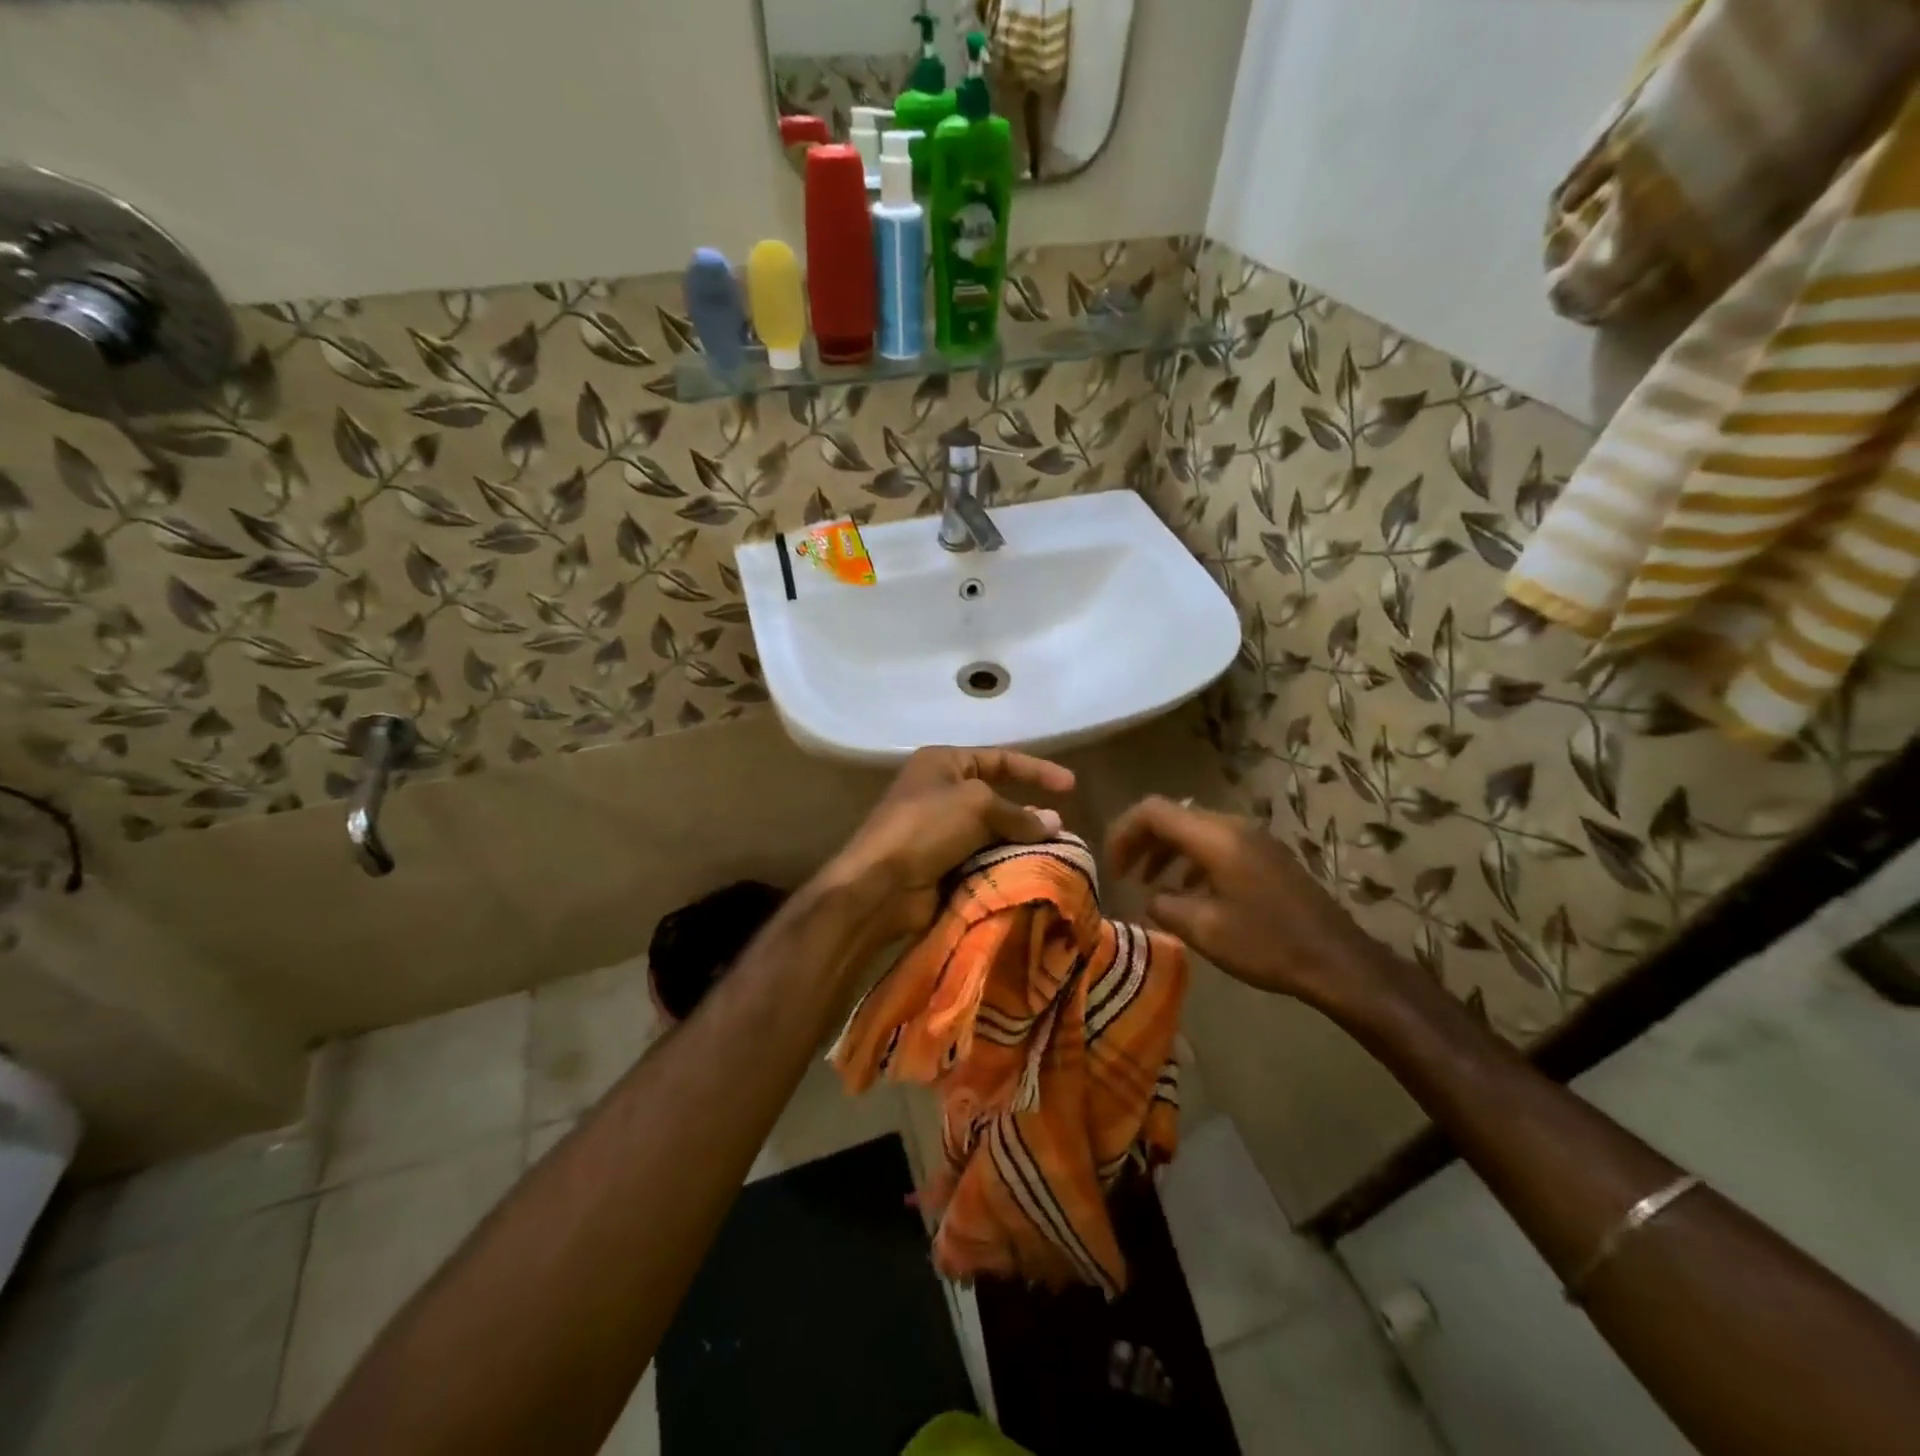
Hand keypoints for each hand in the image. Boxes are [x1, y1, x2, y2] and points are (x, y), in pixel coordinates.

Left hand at [824, 746, 1075, 939]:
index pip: (999, 758)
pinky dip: (1004, 865)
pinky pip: (982, 859)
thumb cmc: (926, 827)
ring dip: (1019, 844)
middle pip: (997, 797)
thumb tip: (1055, 823)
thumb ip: (1019, 814)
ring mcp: (940, 830)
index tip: (1071, 786)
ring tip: (1054, 856)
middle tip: (1062, 830)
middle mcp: (941, 791)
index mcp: (943, 763)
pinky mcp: (942, 864)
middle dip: (1029, 813)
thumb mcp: (977, 805)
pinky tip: (1030, 874)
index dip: (1036, 769)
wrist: (880, 885)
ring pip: (992, 833)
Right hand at [1106, 796, 1398, 1013]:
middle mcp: (1232, 825)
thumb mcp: (1203, 929)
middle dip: (1141, 841)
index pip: (1152, 811)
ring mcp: (1252, 837)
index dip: (1123, 833)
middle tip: (1122, 873)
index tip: (1111, 866)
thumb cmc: (1266, 943)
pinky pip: (1215, 843)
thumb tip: (1150, 897)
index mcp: (1214, 837)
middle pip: (1172, 816)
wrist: (1337, 960)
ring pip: (1193, 829)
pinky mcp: (1265, 854)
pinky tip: (1188, 891)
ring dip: (1165, 850)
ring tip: (1148, 883)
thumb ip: (1164, 906)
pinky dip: (1190, 858)